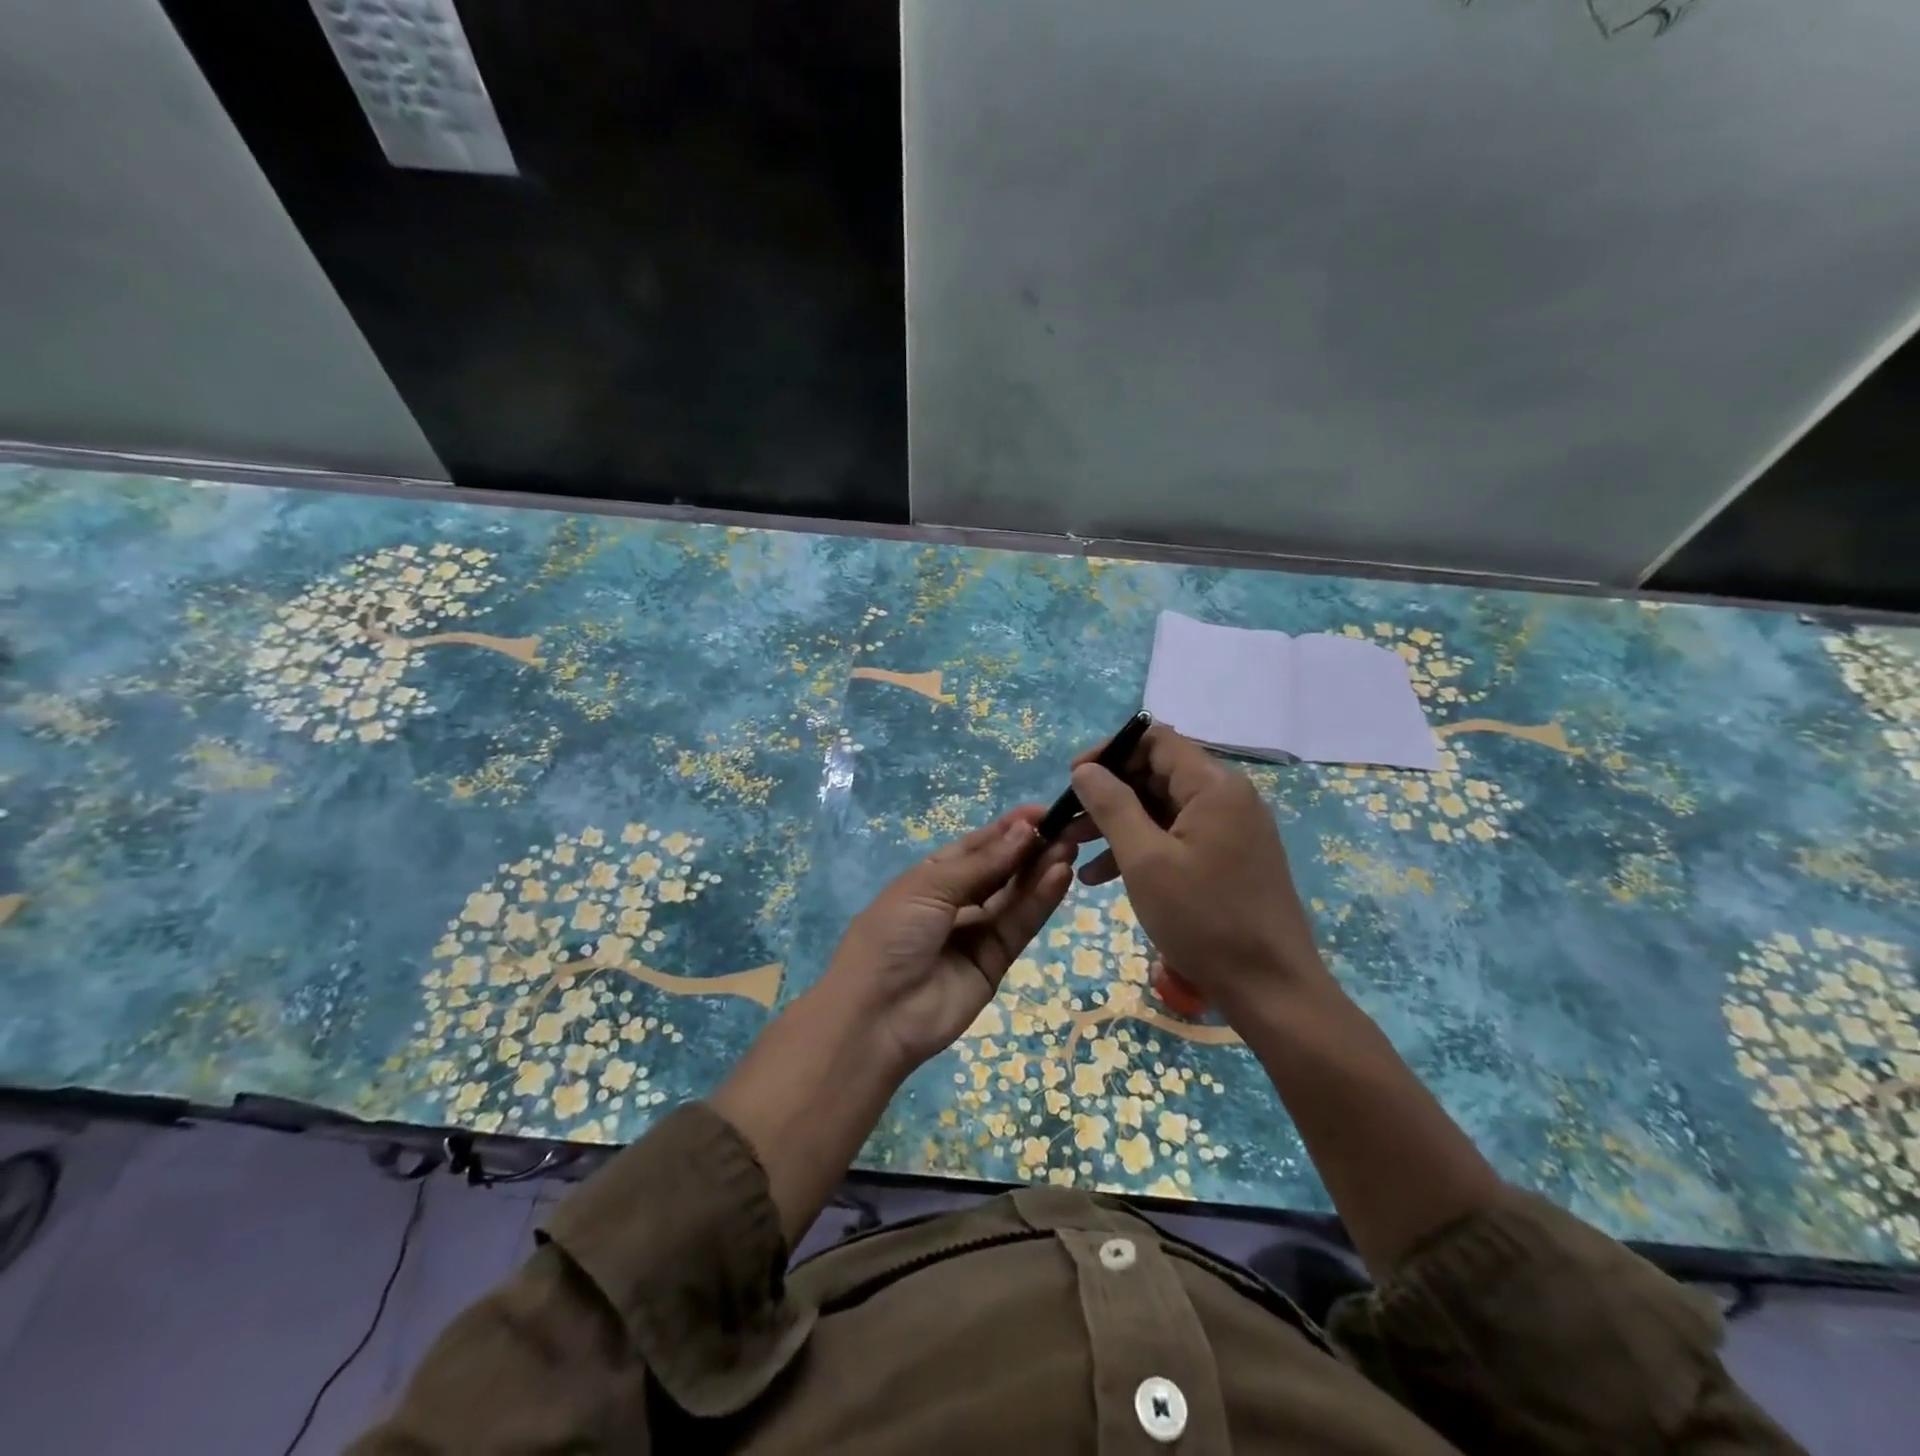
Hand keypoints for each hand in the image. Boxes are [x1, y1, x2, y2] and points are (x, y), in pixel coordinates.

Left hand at [824, 806, 1074, 1072]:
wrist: (877, 1015)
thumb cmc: (892, 936)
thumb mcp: (929, 887)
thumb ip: (982, 863)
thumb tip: (1024, 830)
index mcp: (931, 877)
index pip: (976, 846)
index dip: (1007, 829)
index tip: (1043, 812)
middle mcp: (956, 901)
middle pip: (1000, 870)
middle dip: (1030, 848)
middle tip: (1066, 827)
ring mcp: (977, 932)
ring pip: (1014, 896)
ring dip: (1040, 871)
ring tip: (1069, 846)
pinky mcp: (996, 962)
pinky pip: (1020, 925)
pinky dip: (1040, 901)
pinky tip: (1059, 876)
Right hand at [1065, 725, 1330, 1021]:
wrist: (1270, 989)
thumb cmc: (1203, 919)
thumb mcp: (1145, 860)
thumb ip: (1112, 805)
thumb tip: (1085, 769)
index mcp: (1214, 786)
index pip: (1155, 740)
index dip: (1110, 751)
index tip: (1073, 778)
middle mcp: (1227, 798)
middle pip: (1157, 773)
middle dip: (1108, 793)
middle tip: (1068, 820)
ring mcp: (1231, 830)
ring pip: (1162, 809)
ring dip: (1117, 825)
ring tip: (1074, 851)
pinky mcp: (1228, 859)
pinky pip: (1177, 838)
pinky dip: (1141, 849)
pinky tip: (1102, 877)